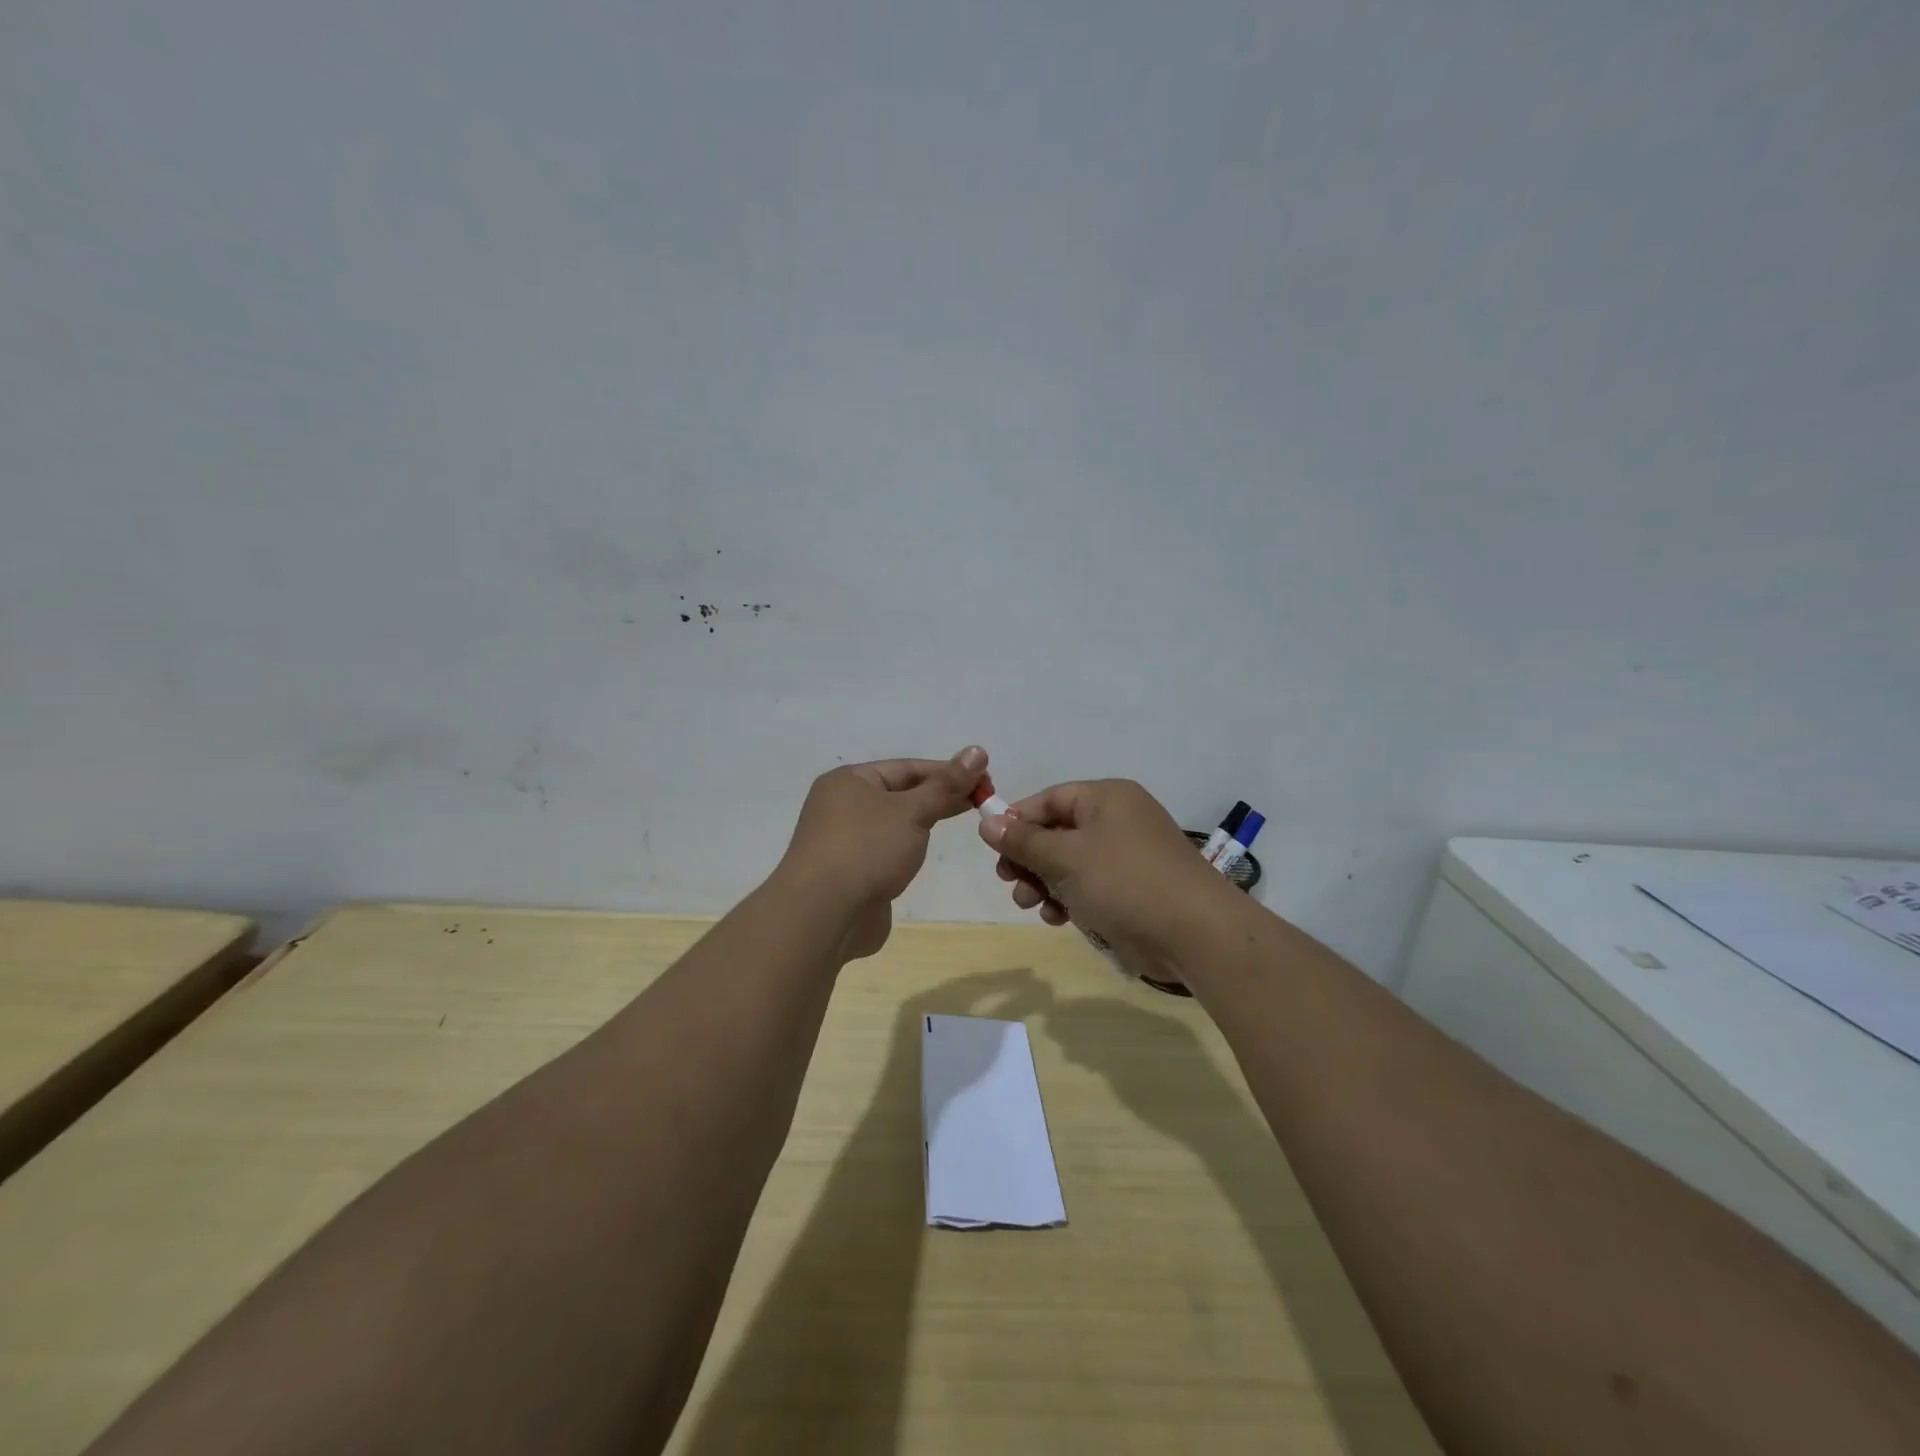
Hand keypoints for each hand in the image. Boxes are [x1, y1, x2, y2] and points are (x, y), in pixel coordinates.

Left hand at [777, 746, 987, 958]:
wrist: (823, 914)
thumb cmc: (867, 849)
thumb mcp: (912, 811)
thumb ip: (946, 785)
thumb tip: (977, 751)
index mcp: (850, 781)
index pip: (907, 768)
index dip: (948, 772)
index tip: (985, 780)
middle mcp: (842, 805)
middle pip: (901, 793)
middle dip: (940, 796)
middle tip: (983, 801)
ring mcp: (844, 841)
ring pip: (894, 823)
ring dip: (924, 822)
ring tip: (963, 823)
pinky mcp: (851, 872)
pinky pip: (886, 851)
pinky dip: (908, 848)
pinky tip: (926, 853)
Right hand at [977, 779, 1232, 964]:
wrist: (1194, 933)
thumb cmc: (1124, 882)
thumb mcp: (1065, 857)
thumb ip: (1023, 841)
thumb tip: (987, 822)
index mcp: (1106, 798)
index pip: (1049, 799)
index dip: (1017, 820)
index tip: (992, 847)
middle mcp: (1118, 820)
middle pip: (1057, 832)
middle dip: (1029, 858)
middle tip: (1008, 880)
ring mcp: (1127, 856)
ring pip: (1070, 863)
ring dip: (1044, 882)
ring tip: (1030, 904)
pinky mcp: (1133, 890)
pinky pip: (1089, 886)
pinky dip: (1069, 899)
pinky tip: (1056, 918)